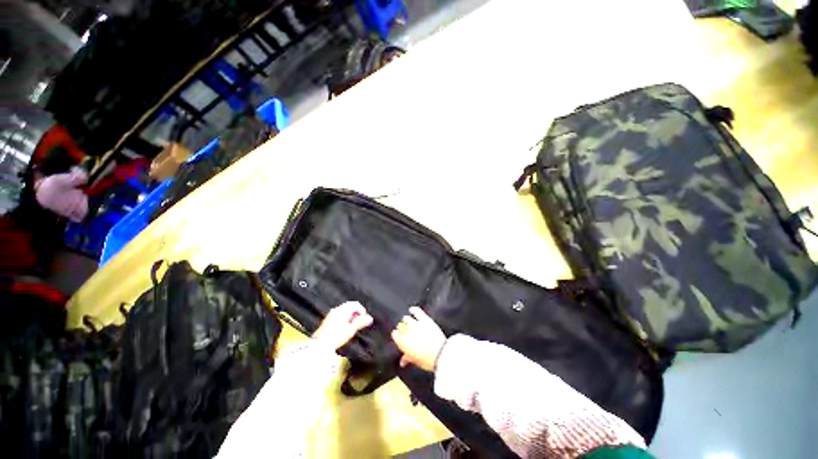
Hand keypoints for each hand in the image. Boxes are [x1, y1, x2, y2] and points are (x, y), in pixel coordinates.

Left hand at [313, 302, 373, 350]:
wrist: (319, 345)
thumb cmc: (336, 336)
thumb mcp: (351, 330)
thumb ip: (360, 322)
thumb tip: (370, 318)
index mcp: (342, 310)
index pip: (355, 304)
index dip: (362, 310)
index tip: (363, 319)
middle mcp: (336, 309)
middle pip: (349, 307)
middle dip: (356, 313)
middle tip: (359, 323)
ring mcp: (331, 315)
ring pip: (344, 311)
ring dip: (350, 316)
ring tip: (352, 326)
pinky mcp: (327, 321)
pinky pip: (339, 315)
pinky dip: (344, 319)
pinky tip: (344, 328)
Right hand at [391, 307, 446, 371]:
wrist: (441, 354)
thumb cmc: (427, 360)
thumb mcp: (415, 361)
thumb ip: (407, 358)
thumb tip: (402, 362)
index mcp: (403, 343)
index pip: (395, 334)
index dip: (397, 335)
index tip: (399, 336)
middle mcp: (407, 332)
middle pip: (400, 326)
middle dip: (402, 328)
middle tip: (406, 330)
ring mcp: (416, 324)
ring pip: (406, 318)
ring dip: (407, 320)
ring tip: (409, 322)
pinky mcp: (425, 319)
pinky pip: (416, 312)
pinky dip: (413, 310)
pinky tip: (411, 310)